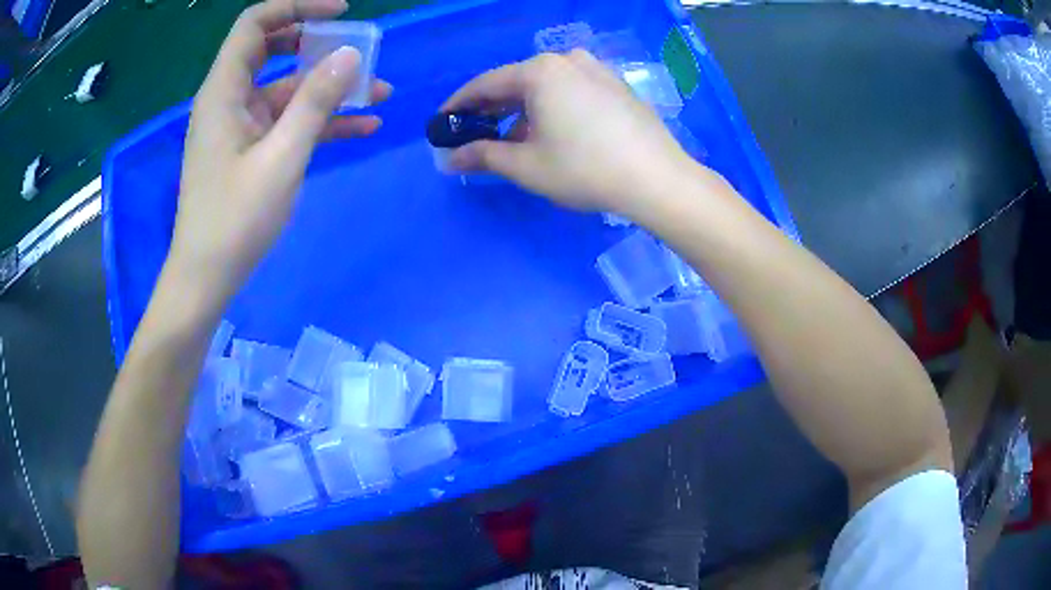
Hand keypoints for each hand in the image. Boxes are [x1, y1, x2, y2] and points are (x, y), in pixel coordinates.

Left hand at [170, 0, 391, 305]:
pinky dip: (320, 120)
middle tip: (358, 52)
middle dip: (319, 45)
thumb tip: (349, 56)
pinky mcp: (250, 150)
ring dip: (329, 88)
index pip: (256, 24)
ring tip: (380, 93)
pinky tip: (362, 126)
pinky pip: (287, 121)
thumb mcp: (282, 157)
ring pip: (287, 89)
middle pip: (273, 50)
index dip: (297, 6)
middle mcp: (230, 99)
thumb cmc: (234, 220)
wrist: (206, 279)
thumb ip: (316, 102)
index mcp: (224, 91)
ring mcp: (241, 126)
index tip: (341, 12)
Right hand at [442, 50, 691, 212]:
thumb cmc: (584, 169)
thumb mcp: (526, 165)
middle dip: (491, 110)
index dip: (459, 105)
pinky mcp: (616, 85)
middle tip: (472, 134)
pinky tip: (550, 133)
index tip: (442, 122)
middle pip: (517, 83)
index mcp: (540, 70)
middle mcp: (568, 60)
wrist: (657, 179)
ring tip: (511, 141)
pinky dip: (552, 109)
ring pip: (546, 88)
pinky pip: (571, 91)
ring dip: (522, 111)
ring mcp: (597, 70)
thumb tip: (449, 158)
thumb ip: (483, 156)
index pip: (486, 84)